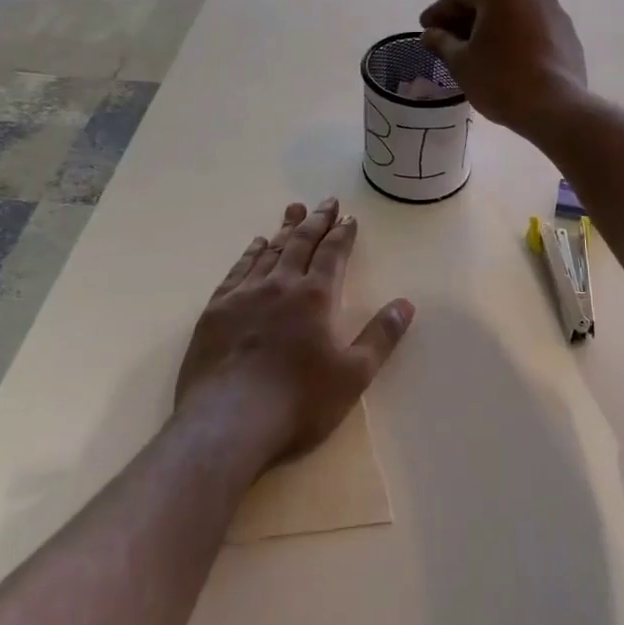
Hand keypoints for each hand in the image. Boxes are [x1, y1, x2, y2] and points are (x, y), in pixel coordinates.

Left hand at [175, 199, 414, 465]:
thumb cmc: (298, 402)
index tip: (348, 216)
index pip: (332, 254)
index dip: (342, 233)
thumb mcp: (353, 375)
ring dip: (285, 229)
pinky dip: (250, 253)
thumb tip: (406, 304)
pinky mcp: (216, 310)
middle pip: (301, 243)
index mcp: (316, 297)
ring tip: (293, 210)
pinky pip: (237, 270)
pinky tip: (256, 245)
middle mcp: (280, 285)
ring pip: (269, 251)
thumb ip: (381, 337)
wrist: (227, 423)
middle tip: (325, 201)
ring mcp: (245, 295)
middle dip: (316, 221)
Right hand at [419, 0, 587, 140]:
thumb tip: (430, 34)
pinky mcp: (567, 33)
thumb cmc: (500, 79)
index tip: (424, 28)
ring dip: (491, 27)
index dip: (439, 12)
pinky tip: (503, 57)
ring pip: (512, 14)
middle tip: (445, 39)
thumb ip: (441, 42)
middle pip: (489, 0)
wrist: (555, 107)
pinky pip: (532, 28)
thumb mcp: (461, 62)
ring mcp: (554, 11)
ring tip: (474, 50)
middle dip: (465, 18)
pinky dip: (514, 37)